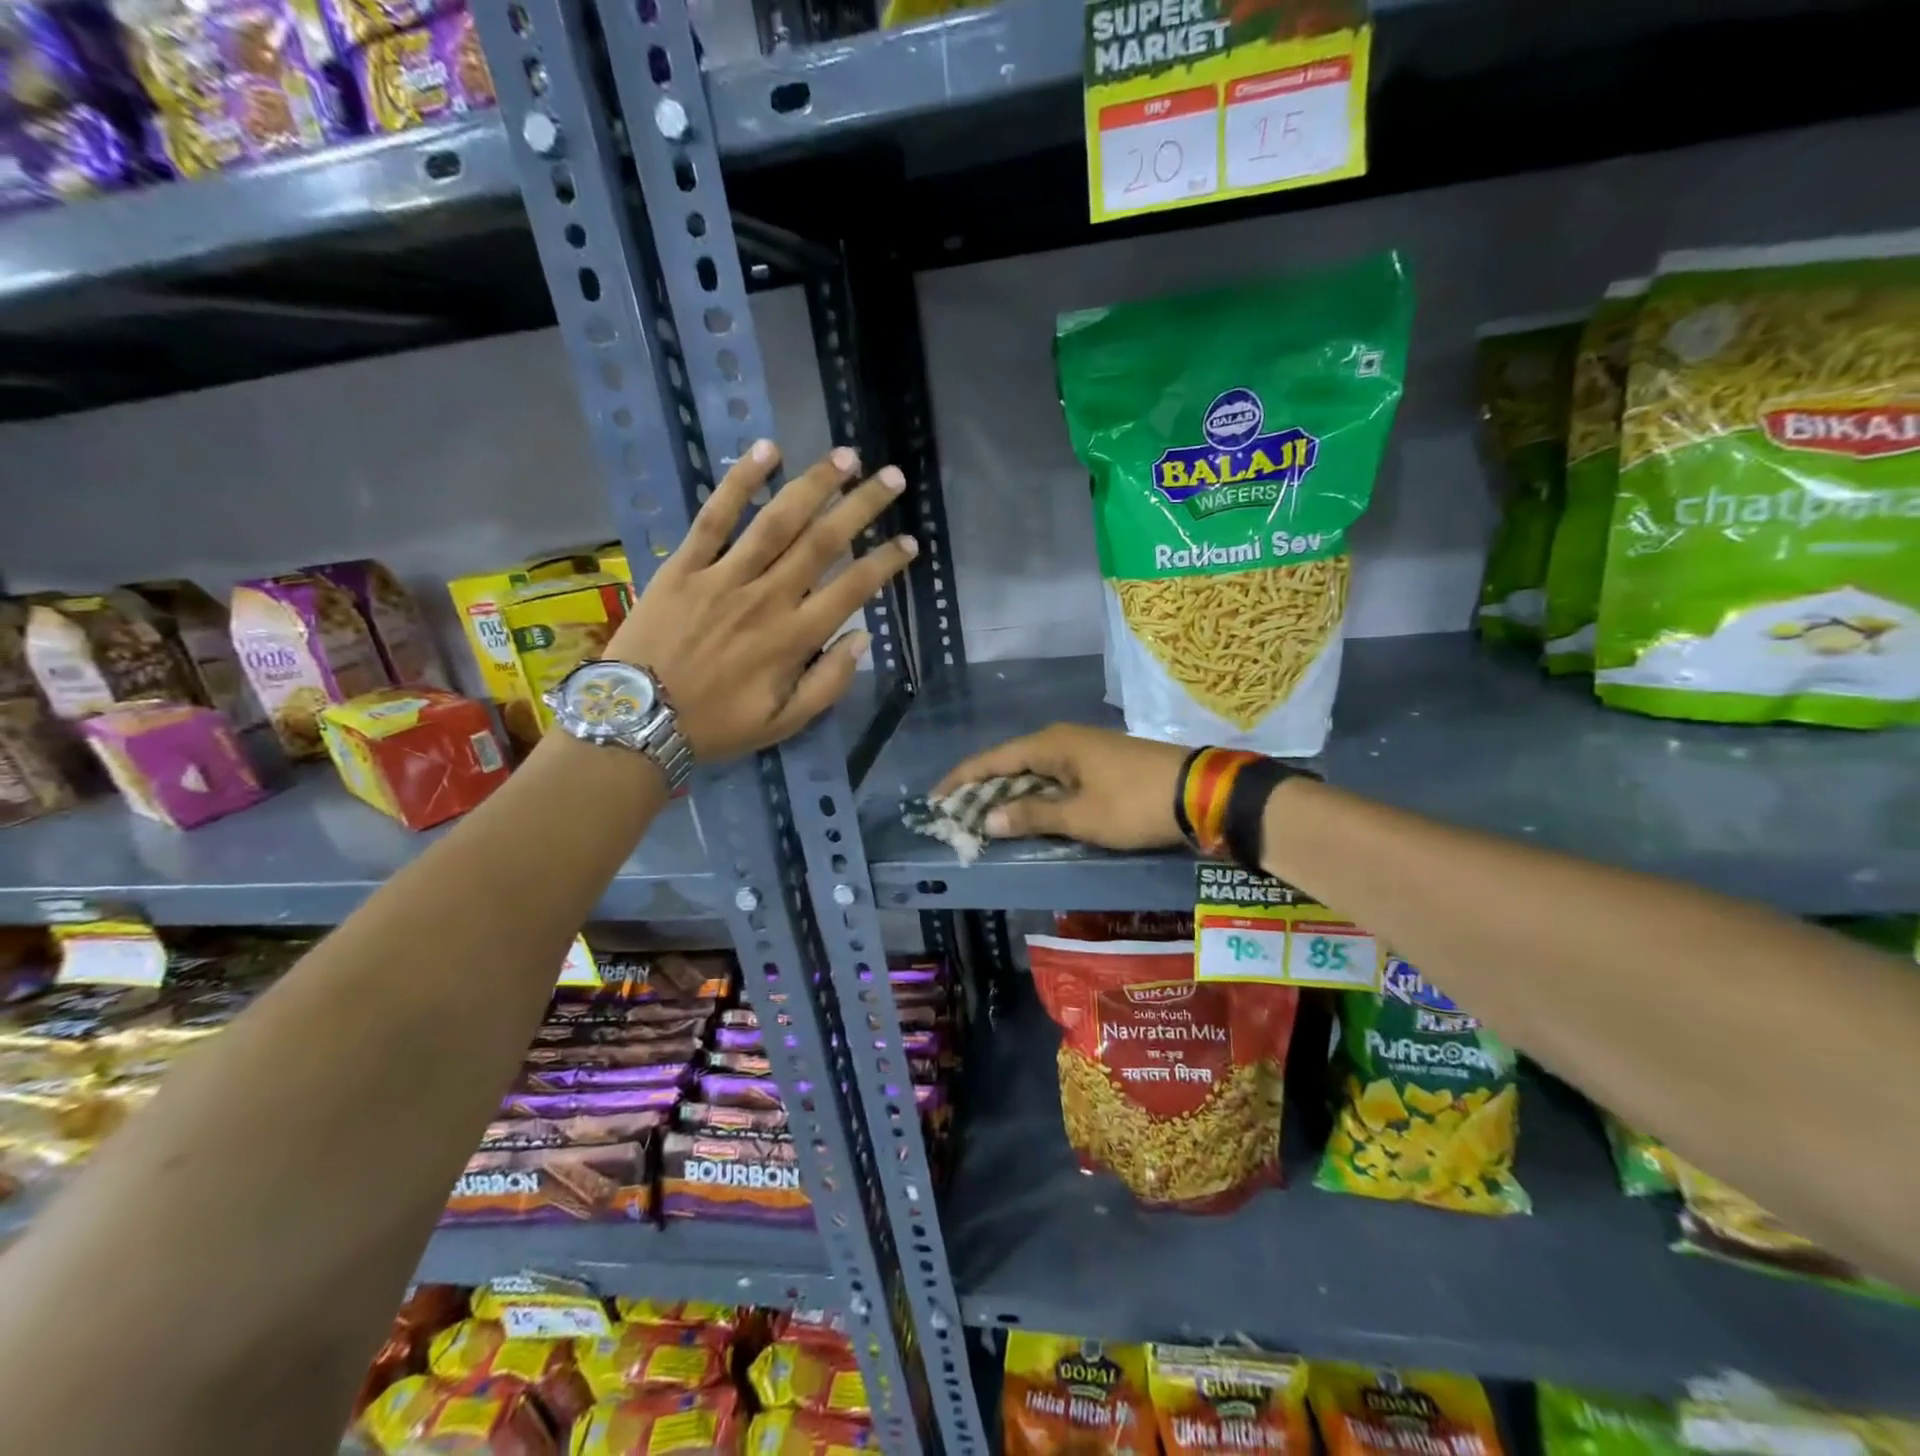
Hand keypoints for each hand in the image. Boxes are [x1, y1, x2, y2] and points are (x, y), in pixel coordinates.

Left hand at [607, 440, 914, 761]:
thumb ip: (828, 683)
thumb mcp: (784, 723)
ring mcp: (724, 576)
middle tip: (892, 478)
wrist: (637, 719)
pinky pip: (715, 516)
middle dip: (862, 507)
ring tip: (846, 456)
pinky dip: (740, 481)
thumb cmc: (716, 725)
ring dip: (815, 484)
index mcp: (794, 638)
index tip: (909, 542)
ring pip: (777, 520)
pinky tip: (767, 450)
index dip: (886, 562)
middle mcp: (767, 598)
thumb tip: (862, 638)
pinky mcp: (685, 564)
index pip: (853, 588)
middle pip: (823, 542)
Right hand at [934, 724, 1188, 850]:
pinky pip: (1054, 777)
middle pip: (1009, 763)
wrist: (1201, 793)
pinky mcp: (1100, 764)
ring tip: (983, 818)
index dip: (961, 780)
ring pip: (1033, 771)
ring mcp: (1084, 750)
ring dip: (1008, 794)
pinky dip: (1035, 795)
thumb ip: (1033, 816)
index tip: (934, 800)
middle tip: (955, 815)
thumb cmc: (1134, 803)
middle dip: (981, 789)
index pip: (992, 760)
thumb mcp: (1081, 816)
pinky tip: (1029, 813)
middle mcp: (1063, 740)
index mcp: (1051, 744)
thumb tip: (988, 820)